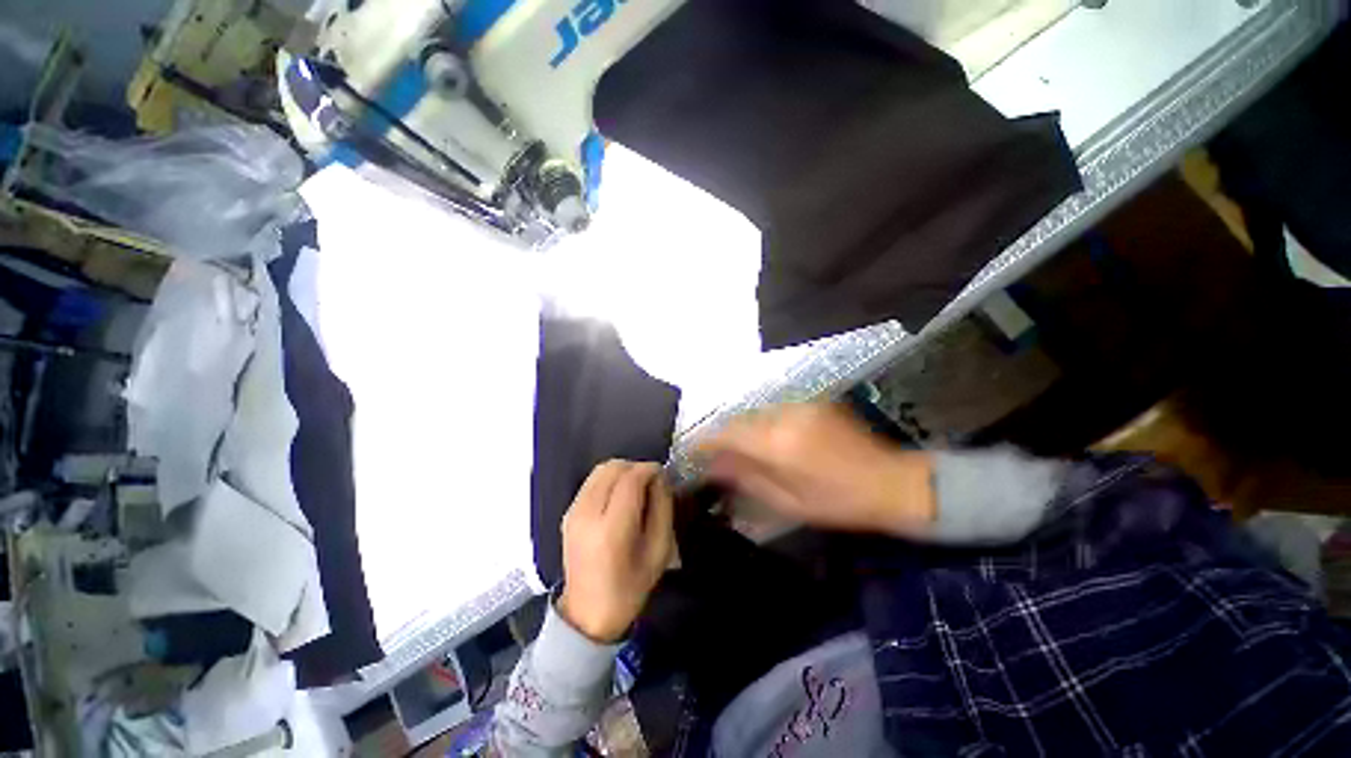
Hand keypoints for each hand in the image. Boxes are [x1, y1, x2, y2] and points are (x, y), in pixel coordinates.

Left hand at [558, 461, 673, 642]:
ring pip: (600, 470)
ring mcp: (573, 512)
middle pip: (613, 468)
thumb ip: (662, 508)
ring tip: (636, 487)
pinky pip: (591, 481)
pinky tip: (619, 496)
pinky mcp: (568, 512)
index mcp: (611, 529)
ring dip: (622, 471)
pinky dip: (609, 479)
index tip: (663, 474)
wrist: (588, 614)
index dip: (649, 470)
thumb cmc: (630, 587)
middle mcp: (587, 514)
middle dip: (636, 467)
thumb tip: (660, 478)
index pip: (630, 479)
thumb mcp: (659, 551)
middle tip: (651, 482)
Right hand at [699, 402, 935, 535]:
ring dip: (747, 430)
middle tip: (721, 457)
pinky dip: (767, 424)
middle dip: (726, 436)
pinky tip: (776, 441)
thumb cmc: (839, 502)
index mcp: (778, 444)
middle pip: (741, 419)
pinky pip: (777, 410)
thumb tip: (714, 467)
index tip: (693, 450)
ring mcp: (801, 405)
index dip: (707, 441)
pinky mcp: (814, 402)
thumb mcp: (789, 501)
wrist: (891, 482)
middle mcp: (785, 416)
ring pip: (758, 413)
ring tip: (749, 451)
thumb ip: (747, 479)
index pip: (728, 434)